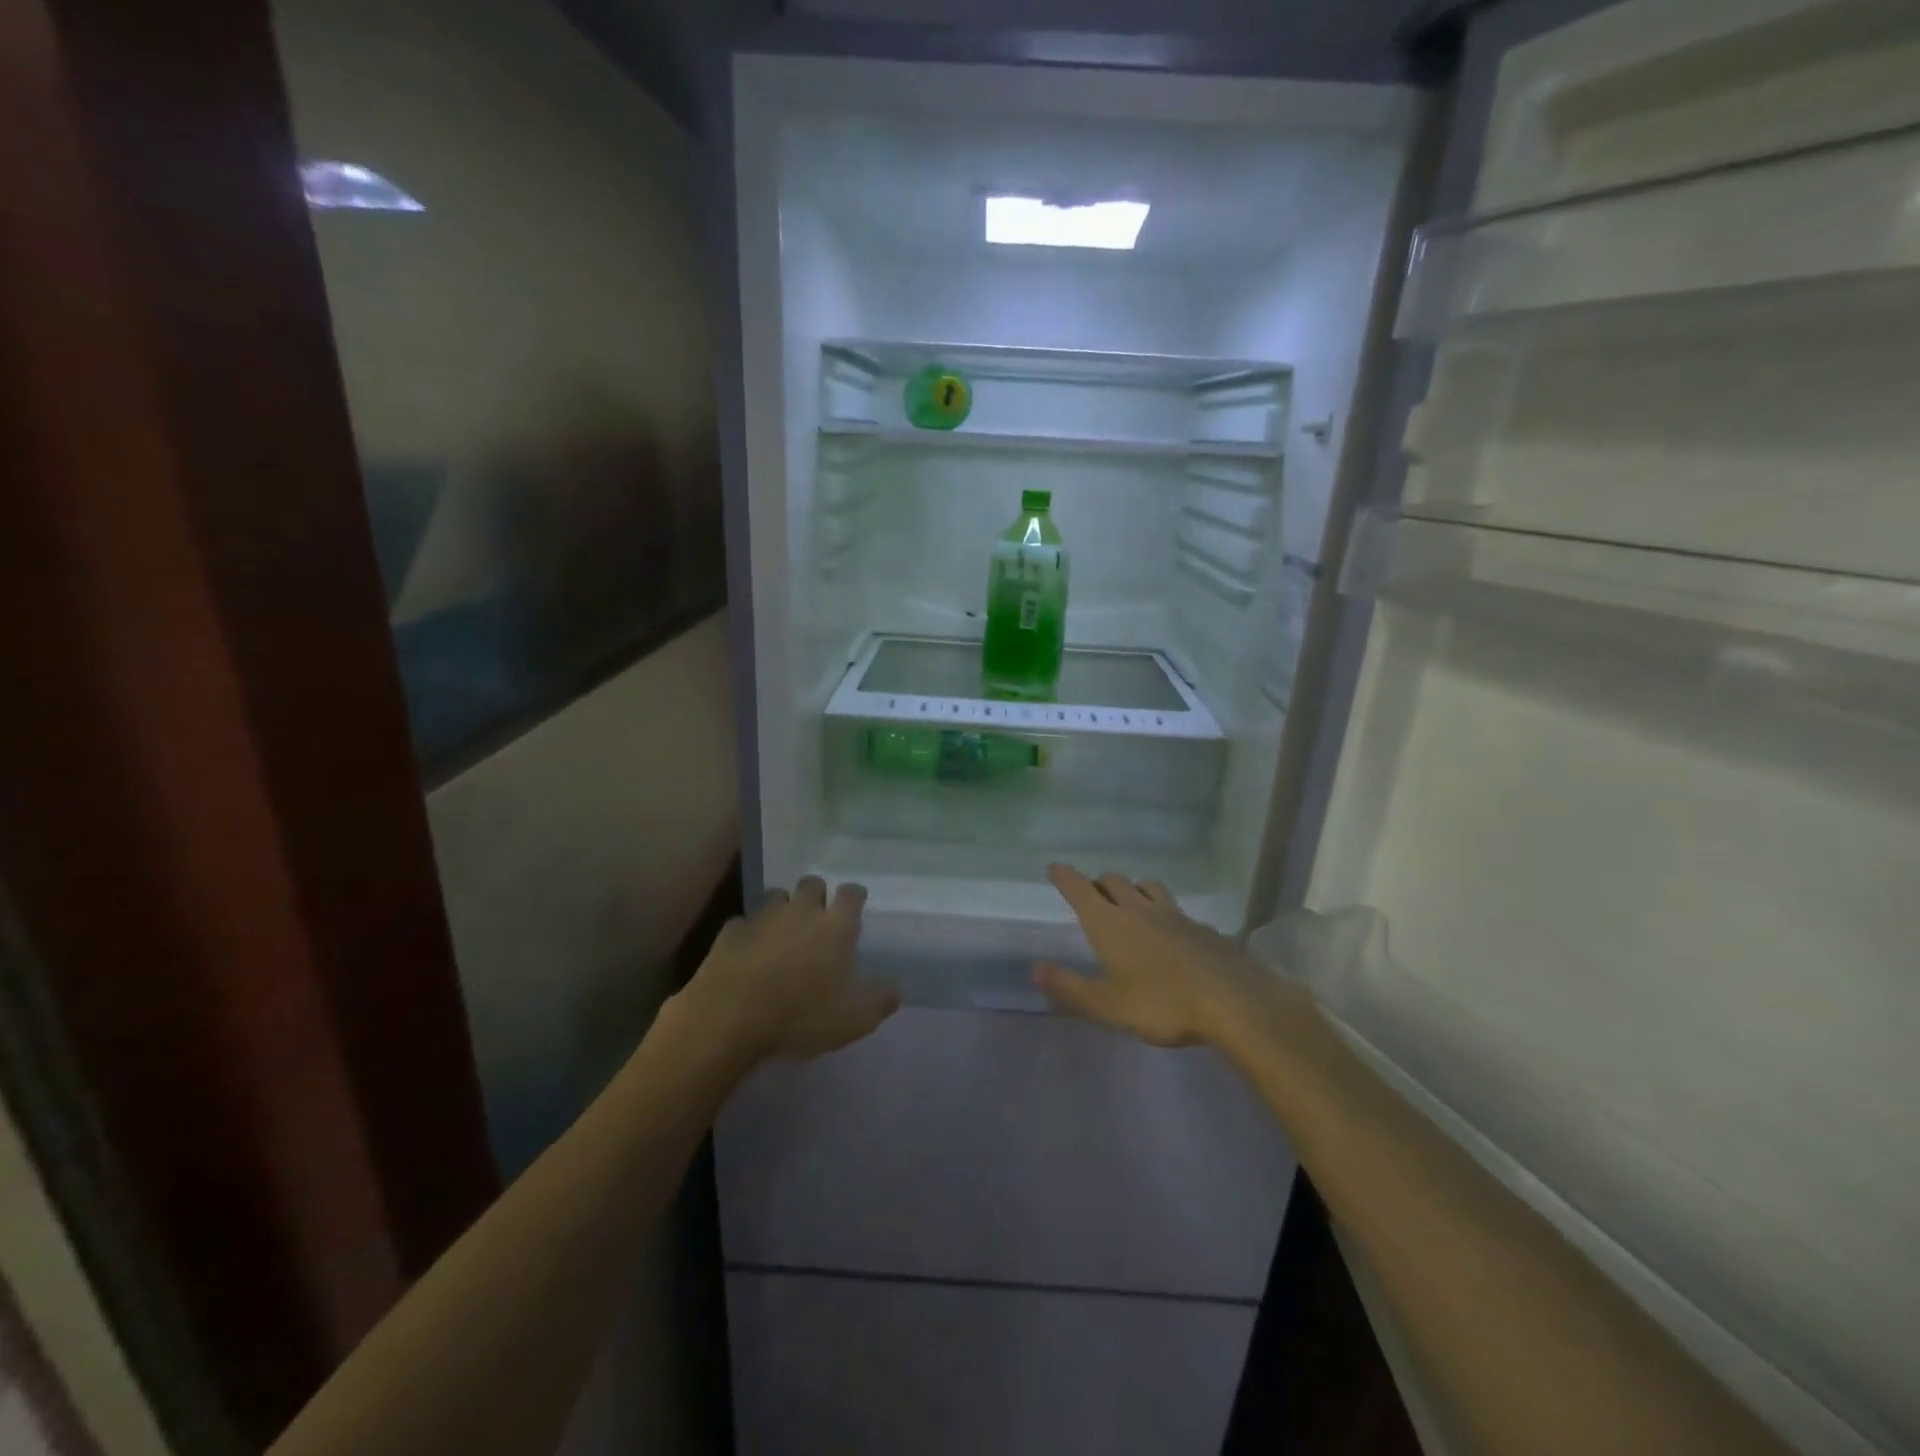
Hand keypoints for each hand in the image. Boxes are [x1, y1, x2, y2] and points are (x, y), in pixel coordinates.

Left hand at [683, 877, 899, 1062]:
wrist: (730, 1017)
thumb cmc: (801, 1015)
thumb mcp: (854, 1019)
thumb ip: (880, 1000)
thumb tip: (897, 988)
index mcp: (835, 926)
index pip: (851, 893)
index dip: (854, 897)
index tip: (855, 908)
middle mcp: (801, 910)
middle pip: (813, 884)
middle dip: (817, 895)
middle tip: (817, 919)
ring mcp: (763, 917)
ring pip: (776, 896)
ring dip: (782, 908)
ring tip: (782, 931)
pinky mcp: (732, 930)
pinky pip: (744, 922)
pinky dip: (749, 932)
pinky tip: (748, 951)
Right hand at [1034, 864, 1293, 1047]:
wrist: (1233, 1000)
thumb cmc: (1162, 1003)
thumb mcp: (1108, 1005)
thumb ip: (1069, 987)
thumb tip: (1036, 969)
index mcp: (1110, 923)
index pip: (1080, 889)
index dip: (1064, 877)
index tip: (1054, 868)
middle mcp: (1139, 910)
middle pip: (1113, 881)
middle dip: (1097, 883)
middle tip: (1091, 894)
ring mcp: (1174, 915)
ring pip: (1147, 886)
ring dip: (1133, 888)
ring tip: (1130, 901)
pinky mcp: (1202, 928)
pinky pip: (1175, 908)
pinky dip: (1163, 910)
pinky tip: (1170, 929)